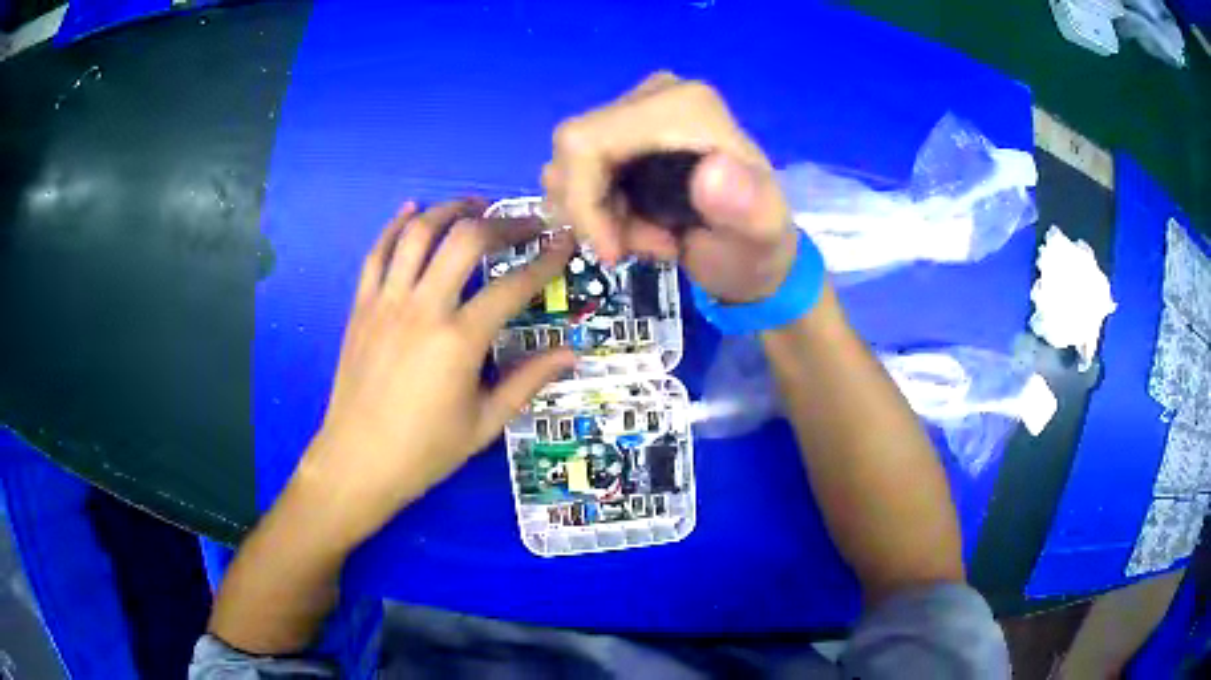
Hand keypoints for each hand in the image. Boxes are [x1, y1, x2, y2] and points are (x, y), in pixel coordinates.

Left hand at [295, 199, 574, 546]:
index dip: (546, 260)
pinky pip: (377, 252)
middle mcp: (422, 308)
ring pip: (418, 233)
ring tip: (475, 206)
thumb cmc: (425, 450)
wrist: (358, 461)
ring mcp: (386, 302)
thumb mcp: (485, 423)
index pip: (513, 285)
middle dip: (503, 224)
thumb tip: (571, 353)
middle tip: (525, 226)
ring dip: (450, 210)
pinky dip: (395, 225)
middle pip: (466, 240)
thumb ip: (528, 381)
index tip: (565, 242)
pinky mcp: (361, 306)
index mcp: (459, 341)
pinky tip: (412, 209)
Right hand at [544, 71, 797, 302]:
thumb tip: (712, 172)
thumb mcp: (763, 235)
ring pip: (568, 164)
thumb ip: (748, 205)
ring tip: (650, 237)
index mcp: (681, 106)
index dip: (583, 202)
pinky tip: (636, 223)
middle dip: (594, 212)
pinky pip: (577, 170)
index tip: (614, 252)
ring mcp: (634, 109)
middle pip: (571, 151)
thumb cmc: (757, 244)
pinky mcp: (624, 129)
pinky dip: (596, 208)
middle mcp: (653, 95)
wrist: (755, 247)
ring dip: (597, 214)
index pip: (585, 142)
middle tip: (642, 244)